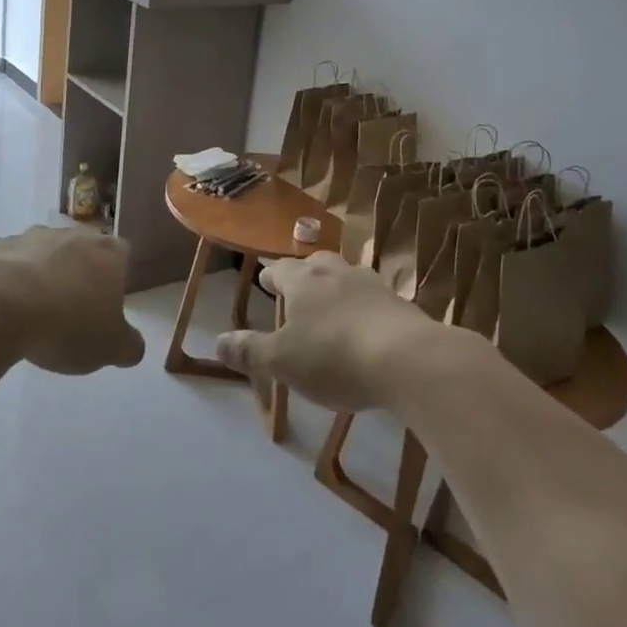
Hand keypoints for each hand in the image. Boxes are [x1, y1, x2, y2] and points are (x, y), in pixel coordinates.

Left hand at [0, 225, 144, 374]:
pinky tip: (4, 307)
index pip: (123, 256)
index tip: (106, 306)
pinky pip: (10, 263)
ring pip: (45, 254)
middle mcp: (73, 234)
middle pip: (82, 251)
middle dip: (79, 275)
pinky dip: (10, 280)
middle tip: (72, 311)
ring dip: (44, 275)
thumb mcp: (110, 348)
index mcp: (108, 253)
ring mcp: (32, 236)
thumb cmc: (67, 324)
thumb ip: (129, 346)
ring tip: (35, 313)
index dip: (116, 280)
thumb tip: (132, 346)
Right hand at [215, 252, 443, 410]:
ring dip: (338, 288)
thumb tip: (218, 341)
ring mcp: (373, 285)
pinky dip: (365, 309)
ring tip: (333, 306)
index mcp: (303, 282)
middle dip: (306, 275)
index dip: (272, 276)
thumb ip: (250, 351)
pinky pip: (375, 300)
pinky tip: (367, 327)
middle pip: (317, 264)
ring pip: (348, 278)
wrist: (408, 359)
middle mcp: (337, 273)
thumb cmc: (334, 356)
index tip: (266, 281)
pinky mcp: (402, 305)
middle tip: (299, 288)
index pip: (282, 270)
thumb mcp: (282, 361)